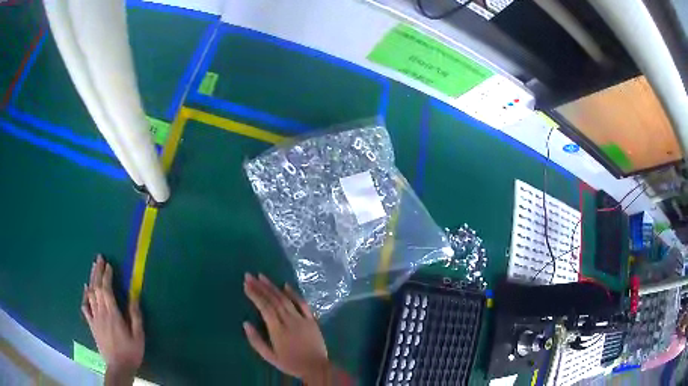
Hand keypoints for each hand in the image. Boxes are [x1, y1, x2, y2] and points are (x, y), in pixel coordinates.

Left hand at [82, 255, 143, 379]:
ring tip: (93, 267)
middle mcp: (101, 312)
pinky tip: (86, 288)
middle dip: (97, 271)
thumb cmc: (131, 351)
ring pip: (90, 294)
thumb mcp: (138, 335)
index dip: (107, 275)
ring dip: (91, 279)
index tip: (109, 264)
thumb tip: (134, 295)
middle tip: (99, 258)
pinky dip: (85, 296)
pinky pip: (85, 307)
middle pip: (96, 287)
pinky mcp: (92, 324)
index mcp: (112, 314)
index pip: (106, 289)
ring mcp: (95, 318)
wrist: (118, 366)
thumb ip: (135, 315)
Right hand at [243, 273, 328, 382]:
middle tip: (249, 276)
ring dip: (273, 287)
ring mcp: (302, 319)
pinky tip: (285, 285)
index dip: (255, 295)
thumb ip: (256, 340)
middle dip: (260, 287)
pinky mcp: (311, 319)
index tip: (246, 285)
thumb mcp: (269, 356)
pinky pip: (302, 304)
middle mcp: (289, 321)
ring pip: (285, 299)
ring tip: (262, 276)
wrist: (316, 367)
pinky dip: (294, 293)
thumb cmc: (290, 363)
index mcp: (277, 330)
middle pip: (273, 300)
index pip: (264, 308)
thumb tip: (245, 323)